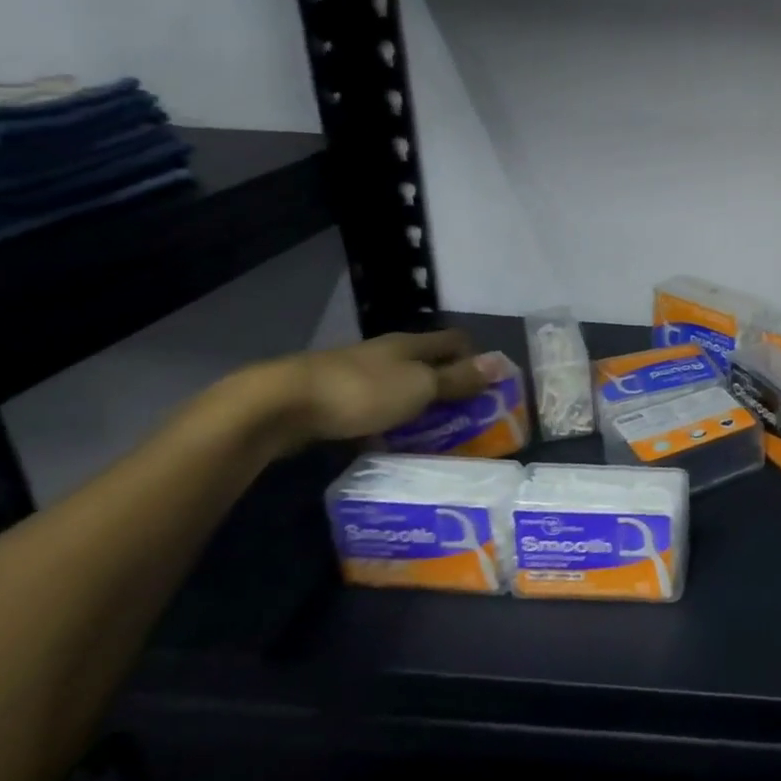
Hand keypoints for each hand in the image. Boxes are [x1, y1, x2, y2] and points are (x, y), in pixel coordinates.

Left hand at [239, 330, 506, 455]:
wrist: (279, 406)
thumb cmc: (362, 392)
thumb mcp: (420, 387)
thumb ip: (458, 379)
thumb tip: (500, 362)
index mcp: (410, 344)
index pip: (454, 341)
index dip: (475, 357)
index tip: (489, 385)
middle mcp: (385, 353)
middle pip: (426, 362)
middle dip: (447, 384)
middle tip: (465, 416)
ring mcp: (355, 373)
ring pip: (397, 384)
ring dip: (416, 404)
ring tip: (430, 433)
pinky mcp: (330, 397)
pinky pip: (371, 405)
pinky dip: (385, 419)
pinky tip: (386, 440)